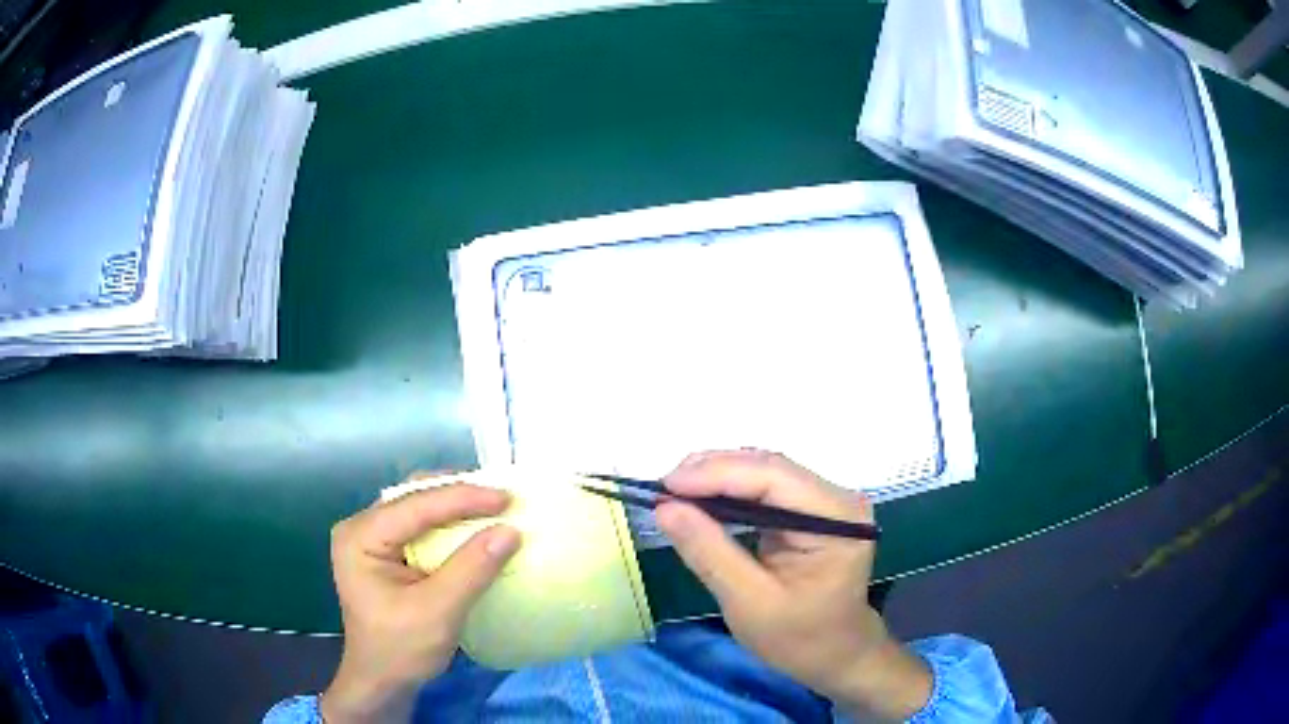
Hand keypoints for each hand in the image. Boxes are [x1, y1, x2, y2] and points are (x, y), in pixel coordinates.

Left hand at [320, 481, 521, 723]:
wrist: (382, 681)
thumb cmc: (401, 650)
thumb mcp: (438, 612)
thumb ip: (471, 570)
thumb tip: (511, 531)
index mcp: (360, 537)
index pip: (415, 505)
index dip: (463, 497)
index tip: (507, 498)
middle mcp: (361, 527)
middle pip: (414, 496)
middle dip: (459, 494)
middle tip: (503, 499)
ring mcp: (371, 537)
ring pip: (418, 506)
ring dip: (456, 505)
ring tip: (494, 506)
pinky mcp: (385, 550)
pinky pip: (420, 524)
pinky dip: (449, 523)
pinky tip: (473, 526)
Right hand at [655, 451, 930, 720]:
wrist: (836, 656)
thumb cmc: (800, 638)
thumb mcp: (749, 602)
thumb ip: (709, 552)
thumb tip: (665, 507)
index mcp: (837, 518)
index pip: (773, 477)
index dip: (717, 474)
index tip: (666, 485)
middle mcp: (837, 497)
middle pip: (769, 467)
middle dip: (713, 472)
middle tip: (663, 489)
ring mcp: (826, 501)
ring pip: (764, 472)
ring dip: (717, 478)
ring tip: (674, 491)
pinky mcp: (811, 510)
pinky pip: (766, 489)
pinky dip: (729, 492)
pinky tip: (701, 499)